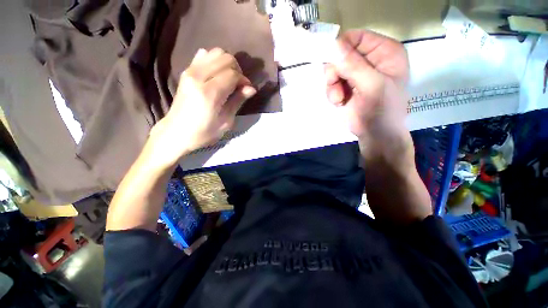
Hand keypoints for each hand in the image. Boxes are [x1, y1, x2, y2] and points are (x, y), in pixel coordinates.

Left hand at [149, 48, 256, 166]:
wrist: (176, 132)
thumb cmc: (204, 132)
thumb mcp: (225, 122)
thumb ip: (238, 101)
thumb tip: (251, 88)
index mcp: (209, 93)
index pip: (232, 74)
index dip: (244, 80)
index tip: (247, 90)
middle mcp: (198, 77)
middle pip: (225, 58)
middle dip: (237, 70)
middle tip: (239, 86)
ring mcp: (190, 71)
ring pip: (216, 53)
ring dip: (227, 64)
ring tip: (229, 79)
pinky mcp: (186, 71)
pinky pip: (204, 55)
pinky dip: (215, 61)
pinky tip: (217, 75)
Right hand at [325, 30, 411, 159]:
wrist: (374, 135)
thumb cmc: (381, 111)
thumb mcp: (372, 86)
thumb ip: (354, 65)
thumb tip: (334, 45)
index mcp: (385, 52)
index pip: (357, 37)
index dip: (342, 47)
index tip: (332, 63)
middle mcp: (370, 60)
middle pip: (341, 54)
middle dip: (335, 72)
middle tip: (336, 85)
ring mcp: (356, 74)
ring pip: (333, 70)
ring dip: (332, 85)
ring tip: (339, 98)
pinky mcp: (346, 87)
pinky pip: (331, 83)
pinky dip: (332, 93)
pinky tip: (339, 102)